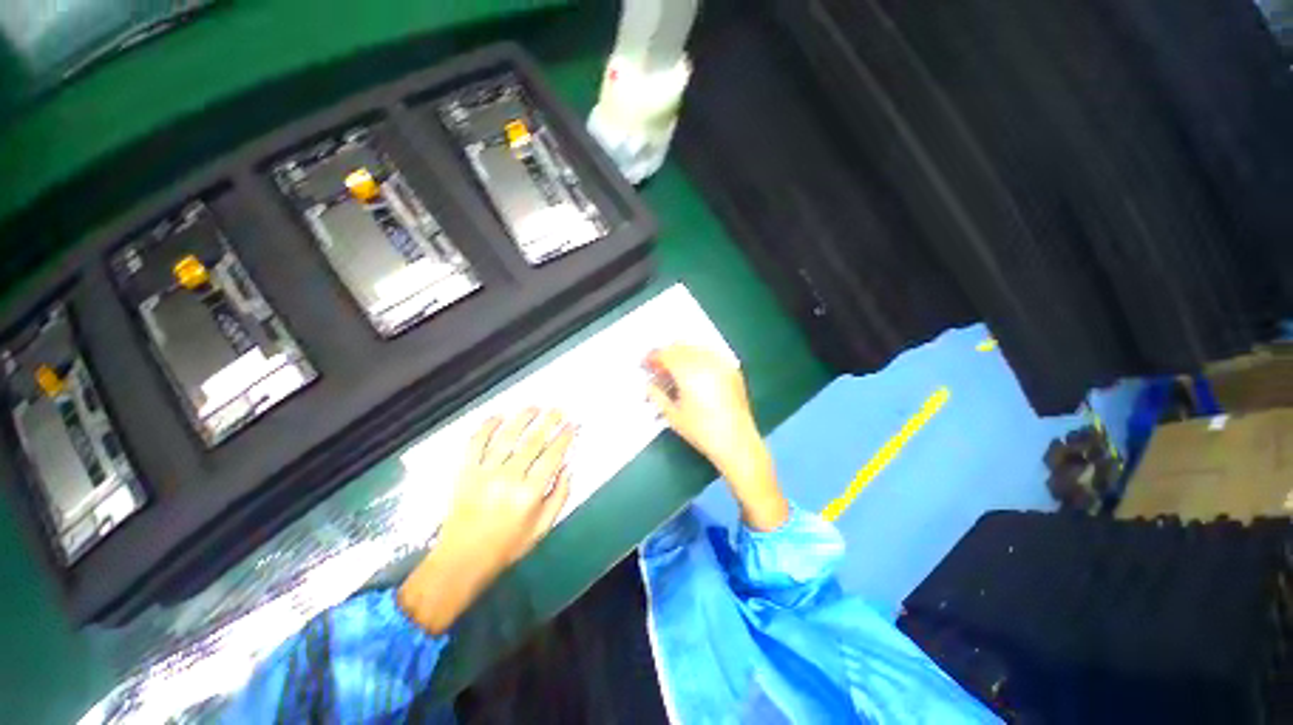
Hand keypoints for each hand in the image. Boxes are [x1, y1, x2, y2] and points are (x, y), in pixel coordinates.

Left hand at [399, 409, 575, 633]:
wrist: (461, 561)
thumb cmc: (506, 546)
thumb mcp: (542, 527)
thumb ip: (560, 495)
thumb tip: (569, 467)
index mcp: (529, 494)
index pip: (552, 456)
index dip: (564, 437)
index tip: (572, 426)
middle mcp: (508, 479)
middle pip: (532, 441)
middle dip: (549, 421)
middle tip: (558, 410)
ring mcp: (484, 473)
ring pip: (506, 436)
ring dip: (522, 417)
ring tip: (534, 406)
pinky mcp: (465, 472)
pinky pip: (475, 442)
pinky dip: (486, 426)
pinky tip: (498, 416)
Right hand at [645, 345, 788, 530]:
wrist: (736, 441)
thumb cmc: (701, 431)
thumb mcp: (673, 415)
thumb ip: (657, 395)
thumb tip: (648, 384)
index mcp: (688, 372)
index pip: (665, 354)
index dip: (652, 357)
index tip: (645, 364)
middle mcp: (705, 362)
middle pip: (680, 346)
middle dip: (667, 354)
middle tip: (659, 369)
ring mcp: (721, 364)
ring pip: (696, 347)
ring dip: (682, 354)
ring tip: (676, 371)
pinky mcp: (732, 369)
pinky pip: (711, 354)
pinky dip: (699, 358)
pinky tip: (695, 373)